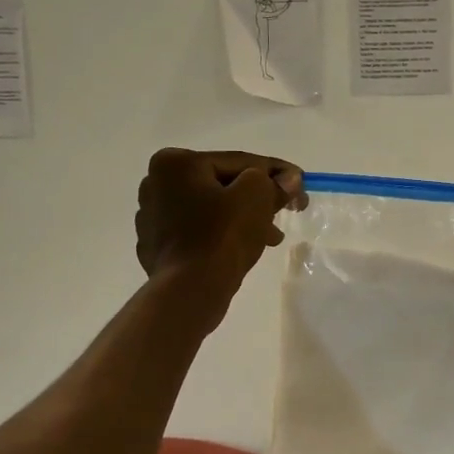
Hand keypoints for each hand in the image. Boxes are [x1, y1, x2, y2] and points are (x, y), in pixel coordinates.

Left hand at [136, 149, 306, 300]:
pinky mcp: (156, 246)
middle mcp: (156, 184)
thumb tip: (289, 179)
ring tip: (271, 237)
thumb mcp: (257, 196)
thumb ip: (273, 181)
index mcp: (175, 163)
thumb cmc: (221, 235)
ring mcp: (152, 217)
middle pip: (222, 185)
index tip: (300, 182)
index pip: (237, 162)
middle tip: (287, 211)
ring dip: (243, 218)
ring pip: (211, 209)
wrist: (189, 291)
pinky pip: (198, 231)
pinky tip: (243, 248)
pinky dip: (221, 235)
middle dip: (258, 198)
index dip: (275, 171)